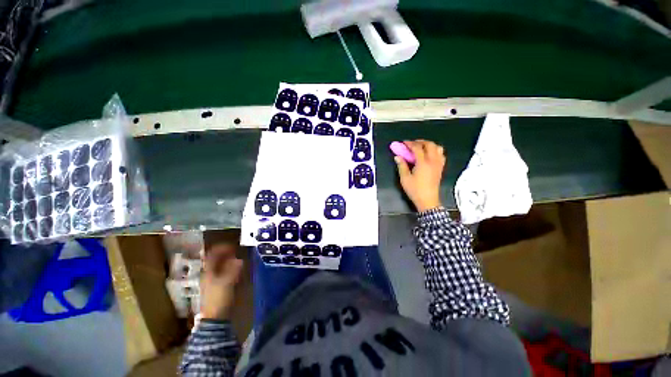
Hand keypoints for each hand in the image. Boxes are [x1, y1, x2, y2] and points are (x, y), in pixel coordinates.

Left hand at [200, 244, 243, 319]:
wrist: (214, 317)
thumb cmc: (219, 298)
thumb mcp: (227, 283)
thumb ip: (233, 270)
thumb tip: (240, 260)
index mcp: (208, 272)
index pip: (212, 255)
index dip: (221, 249)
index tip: (232, 246)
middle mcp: (209, 274)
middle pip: (216, 260)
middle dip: (226, 254)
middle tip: (236, 251)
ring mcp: (212, 281)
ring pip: (220, 266)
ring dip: (228, 261)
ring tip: (238, 259)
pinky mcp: (217, 286)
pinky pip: (223, 272)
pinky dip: (229, 268)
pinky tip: (236, 269)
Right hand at [395, 140, 445, 211]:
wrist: (428, 200)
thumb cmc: (415, 190)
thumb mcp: (405, 178)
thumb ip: (402, 165)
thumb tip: (397, 157)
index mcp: (423, 163)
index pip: (417, 148)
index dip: (410, 143)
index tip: (404, 143)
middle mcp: (433, 161)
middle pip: (429, 144)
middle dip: (420, 142)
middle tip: (412, 144)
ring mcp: (439, 164)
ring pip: (437, 148)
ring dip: (429, 145)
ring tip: (421, 148)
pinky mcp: (441, 168)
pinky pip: (441, 154)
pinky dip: (435, 150)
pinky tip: (429, 155)